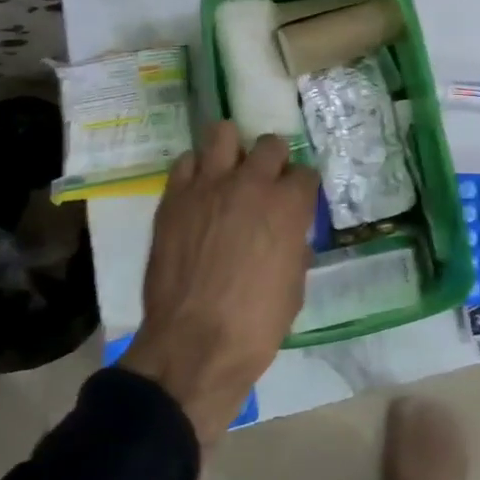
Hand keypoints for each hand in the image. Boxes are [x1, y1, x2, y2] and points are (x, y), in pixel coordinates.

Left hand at [120, 123, 318, 441]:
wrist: (193, 346)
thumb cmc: (255, 325)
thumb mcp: (293, 288)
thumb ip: (294, 250)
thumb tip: (291, 240)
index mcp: (288, 206)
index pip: (305, 173)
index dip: (301, 189)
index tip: (296, 203)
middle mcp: (251, 184)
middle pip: (270, 144)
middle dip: (273, 161)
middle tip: (265, 184)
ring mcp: (208, 186)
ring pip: (222, 133)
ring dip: (231, 150)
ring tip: (229, 172)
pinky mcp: (174, 198)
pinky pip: (186, 162)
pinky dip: (196, 171)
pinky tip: (198, 192)